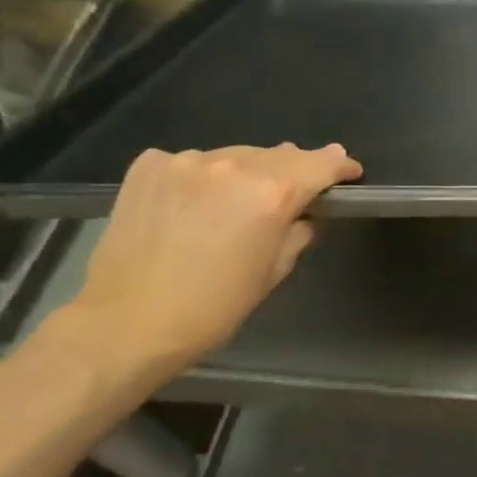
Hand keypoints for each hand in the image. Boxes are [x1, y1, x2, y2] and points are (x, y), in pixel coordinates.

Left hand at [56, 143, 359, 379]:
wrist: (127, 322)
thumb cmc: (215, 305)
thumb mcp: (276, 269)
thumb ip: (299, 228)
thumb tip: (306, 209)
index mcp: (272, 193)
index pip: (322, 163)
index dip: (341, 166)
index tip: (349, 172)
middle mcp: (233, 166)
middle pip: (280, 155)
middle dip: (294, 170)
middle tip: (295, 191)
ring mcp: (187, 161)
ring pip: (236, 156)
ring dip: (246, 173)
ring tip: (237, 201)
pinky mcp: (150, 166)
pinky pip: (193, 162)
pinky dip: (203, 176)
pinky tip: (194, 202)